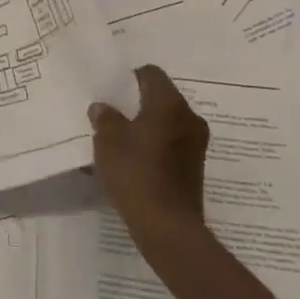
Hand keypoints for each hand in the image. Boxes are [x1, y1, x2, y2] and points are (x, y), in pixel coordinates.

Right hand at [88, 64, 211, 265]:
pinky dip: (155, 145)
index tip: (112, 90)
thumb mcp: (108, 140)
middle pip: (162, 97)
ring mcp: (196, 144)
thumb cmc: (136, 172)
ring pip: (168, 122)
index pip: (152, 74)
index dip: (130, 77)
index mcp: (169, 104)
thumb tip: (103, 107)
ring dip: (147, 126)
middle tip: (114, 113)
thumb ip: (105, 118)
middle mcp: (189, 118)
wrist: (167, 225)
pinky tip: (135, 160)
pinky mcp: (195, 167)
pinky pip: (172, 143)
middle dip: (138, 103)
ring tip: (122, 138)